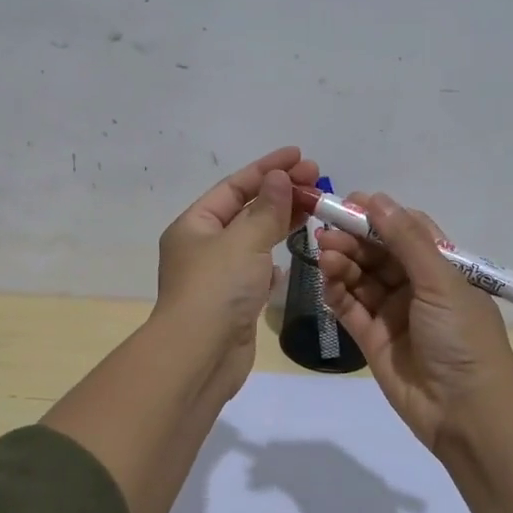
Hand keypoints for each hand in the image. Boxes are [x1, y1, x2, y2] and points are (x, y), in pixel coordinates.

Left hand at [155, 147, 318, 398]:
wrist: (200, 357)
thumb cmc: (218, 290)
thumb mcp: (244, 241)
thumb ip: (266, 209)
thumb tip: (279, 177)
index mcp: (194, 225)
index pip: (235, 186)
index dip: (267, 168)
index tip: (300, 156)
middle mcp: (203, 247)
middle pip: (246, 211)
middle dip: (280, 193)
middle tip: (318, 180)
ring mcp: (218, 276)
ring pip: (253, 240)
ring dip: (281, 223)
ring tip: (314, 209)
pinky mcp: (233, 302)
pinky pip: (255, 270)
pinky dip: (272, 260)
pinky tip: (289, 257)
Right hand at [318, 193, 512, 452]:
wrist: (466, 413)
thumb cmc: (462, 338)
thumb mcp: (440, 282)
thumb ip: (406, 241)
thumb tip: (378, 200)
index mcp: (442, 269)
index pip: (407, 231)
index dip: (379, 216)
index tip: (349, 202)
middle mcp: (417, 287)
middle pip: (378, 254)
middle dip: (353, 240)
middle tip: (325, 233)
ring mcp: (393, 314)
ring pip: (361, 279)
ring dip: (342, 264)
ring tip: (324, 255)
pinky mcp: (373, 340)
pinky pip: (350, 309)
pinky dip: (336, 294)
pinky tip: (326, 282)